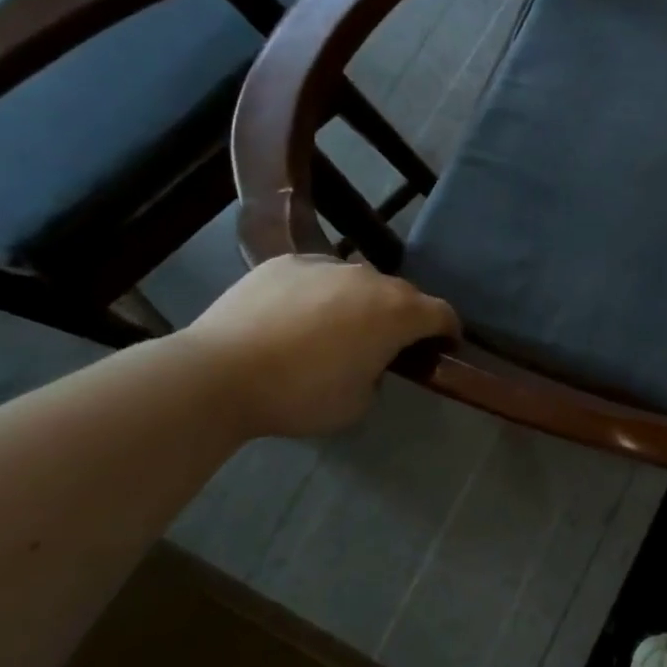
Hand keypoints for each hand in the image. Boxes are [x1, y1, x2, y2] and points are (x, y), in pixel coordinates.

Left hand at [179, 255, 458, 438]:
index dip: (448, 332)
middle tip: (381, 346)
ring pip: (358, 282)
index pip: (443, 314)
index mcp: (398, 312)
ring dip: (358, 303)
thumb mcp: (357, 404)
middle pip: (402, 295)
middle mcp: (371, 279)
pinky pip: (317, 276)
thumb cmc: (300, 395)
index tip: (441, 349)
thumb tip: (370, 364)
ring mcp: (327, 265)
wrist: (218, 374)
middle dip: (401, 318)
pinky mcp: (286, 262)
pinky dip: (317, 294)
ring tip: (331, 331)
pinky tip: (293, 319)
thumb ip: (378, 377)